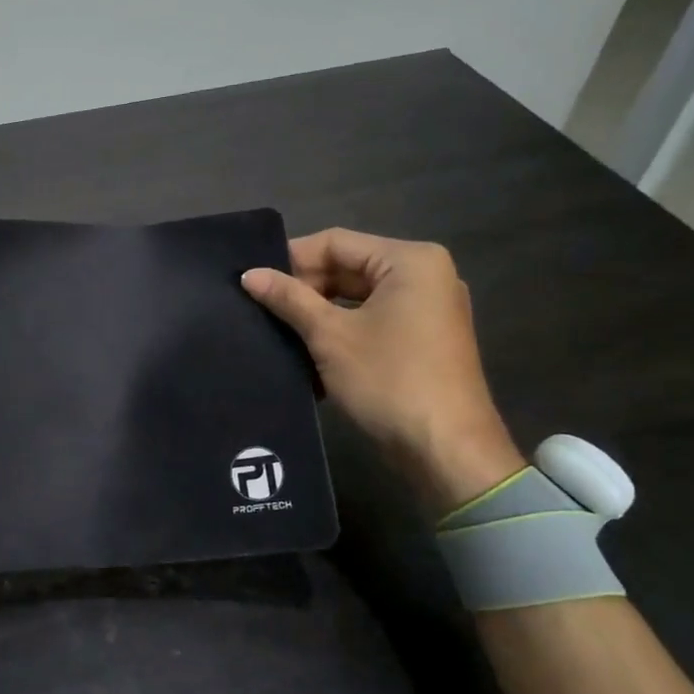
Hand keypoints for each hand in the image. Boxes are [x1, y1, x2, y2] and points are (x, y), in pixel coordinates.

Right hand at [242, 228, 523, 513]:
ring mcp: (427, 311)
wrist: (445, 451)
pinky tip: (306, 355)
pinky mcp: (423, 342)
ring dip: (318, 315)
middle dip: (304, 290)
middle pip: (348, 268)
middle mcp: (425, 276)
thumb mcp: (330, 336)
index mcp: (410, 261)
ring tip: (276, 331)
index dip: (291, 259)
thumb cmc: (388, 381)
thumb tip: (249, 274)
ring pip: (357, 299)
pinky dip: (341, 334)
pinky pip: (372, 323)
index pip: (336, 243)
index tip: (253, 283)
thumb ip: (289, 299)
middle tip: (260, 310)